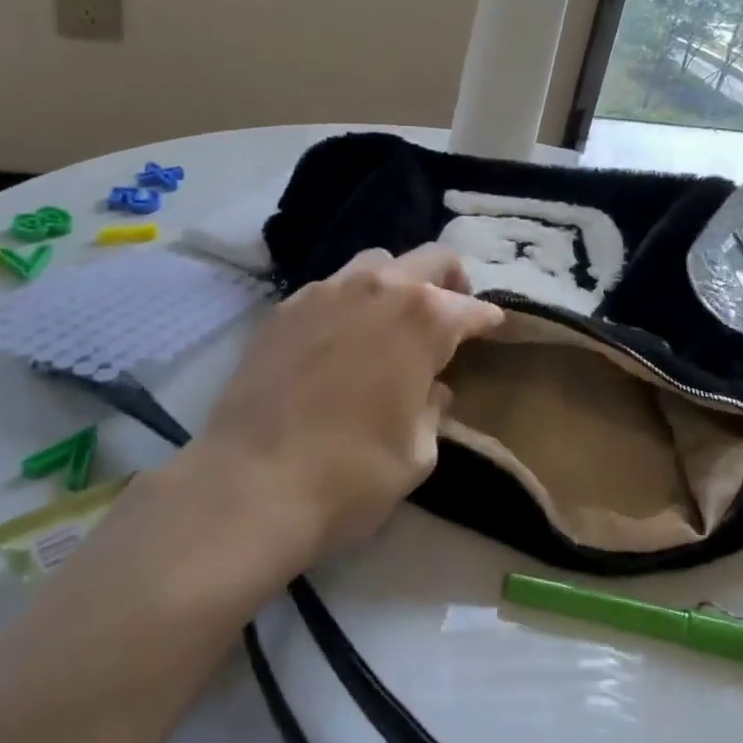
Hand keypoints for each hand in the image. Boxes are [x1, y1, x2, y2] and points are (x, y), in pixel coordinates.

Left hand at [195, 244, 503, 565]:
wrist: (251, 484)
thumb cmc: (352, 474)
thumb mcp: (418, 453)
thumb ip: (432, 409)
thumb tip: (431, 389)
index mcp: (424, 319)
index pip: (471, 308)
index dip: (487, 320)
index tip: (492, 329)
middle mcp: (379, 288)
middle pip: (431, 258)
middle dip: (451, 281)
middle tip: (452, 311)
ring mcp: (326, 291)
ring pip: (376, 263)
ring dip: (396, 282)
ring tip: (392, 319)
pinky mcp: (285, 308)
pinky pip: (330, 287)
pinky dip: (349, 301)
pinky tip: (341, 337)